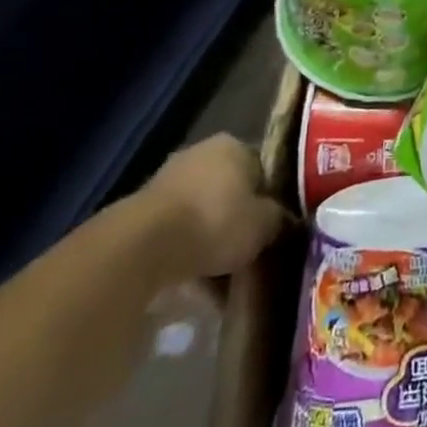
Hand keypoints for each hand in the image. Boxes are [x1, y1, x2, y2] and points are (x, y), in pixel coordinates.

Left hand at [142, 134, 290, 278]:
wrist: (144, 247)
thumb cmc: (216, 222)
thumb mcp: (264, 224)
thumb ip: (279, 218)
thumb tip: (284, 220)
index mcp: (235, 145)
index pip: (263, 168)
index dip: (271, 198)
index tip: (274, 227)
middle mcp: (201, 153)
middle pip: (231, 190)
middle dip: (238, 219)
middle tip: (249, 252)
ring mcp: (168, 179)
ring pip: (203, 211)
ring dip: (211, 237)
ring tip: (222, 276)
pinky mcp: (142, 210)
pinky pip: (177, 230)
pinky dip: (187, 250)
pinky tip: (195, 280)